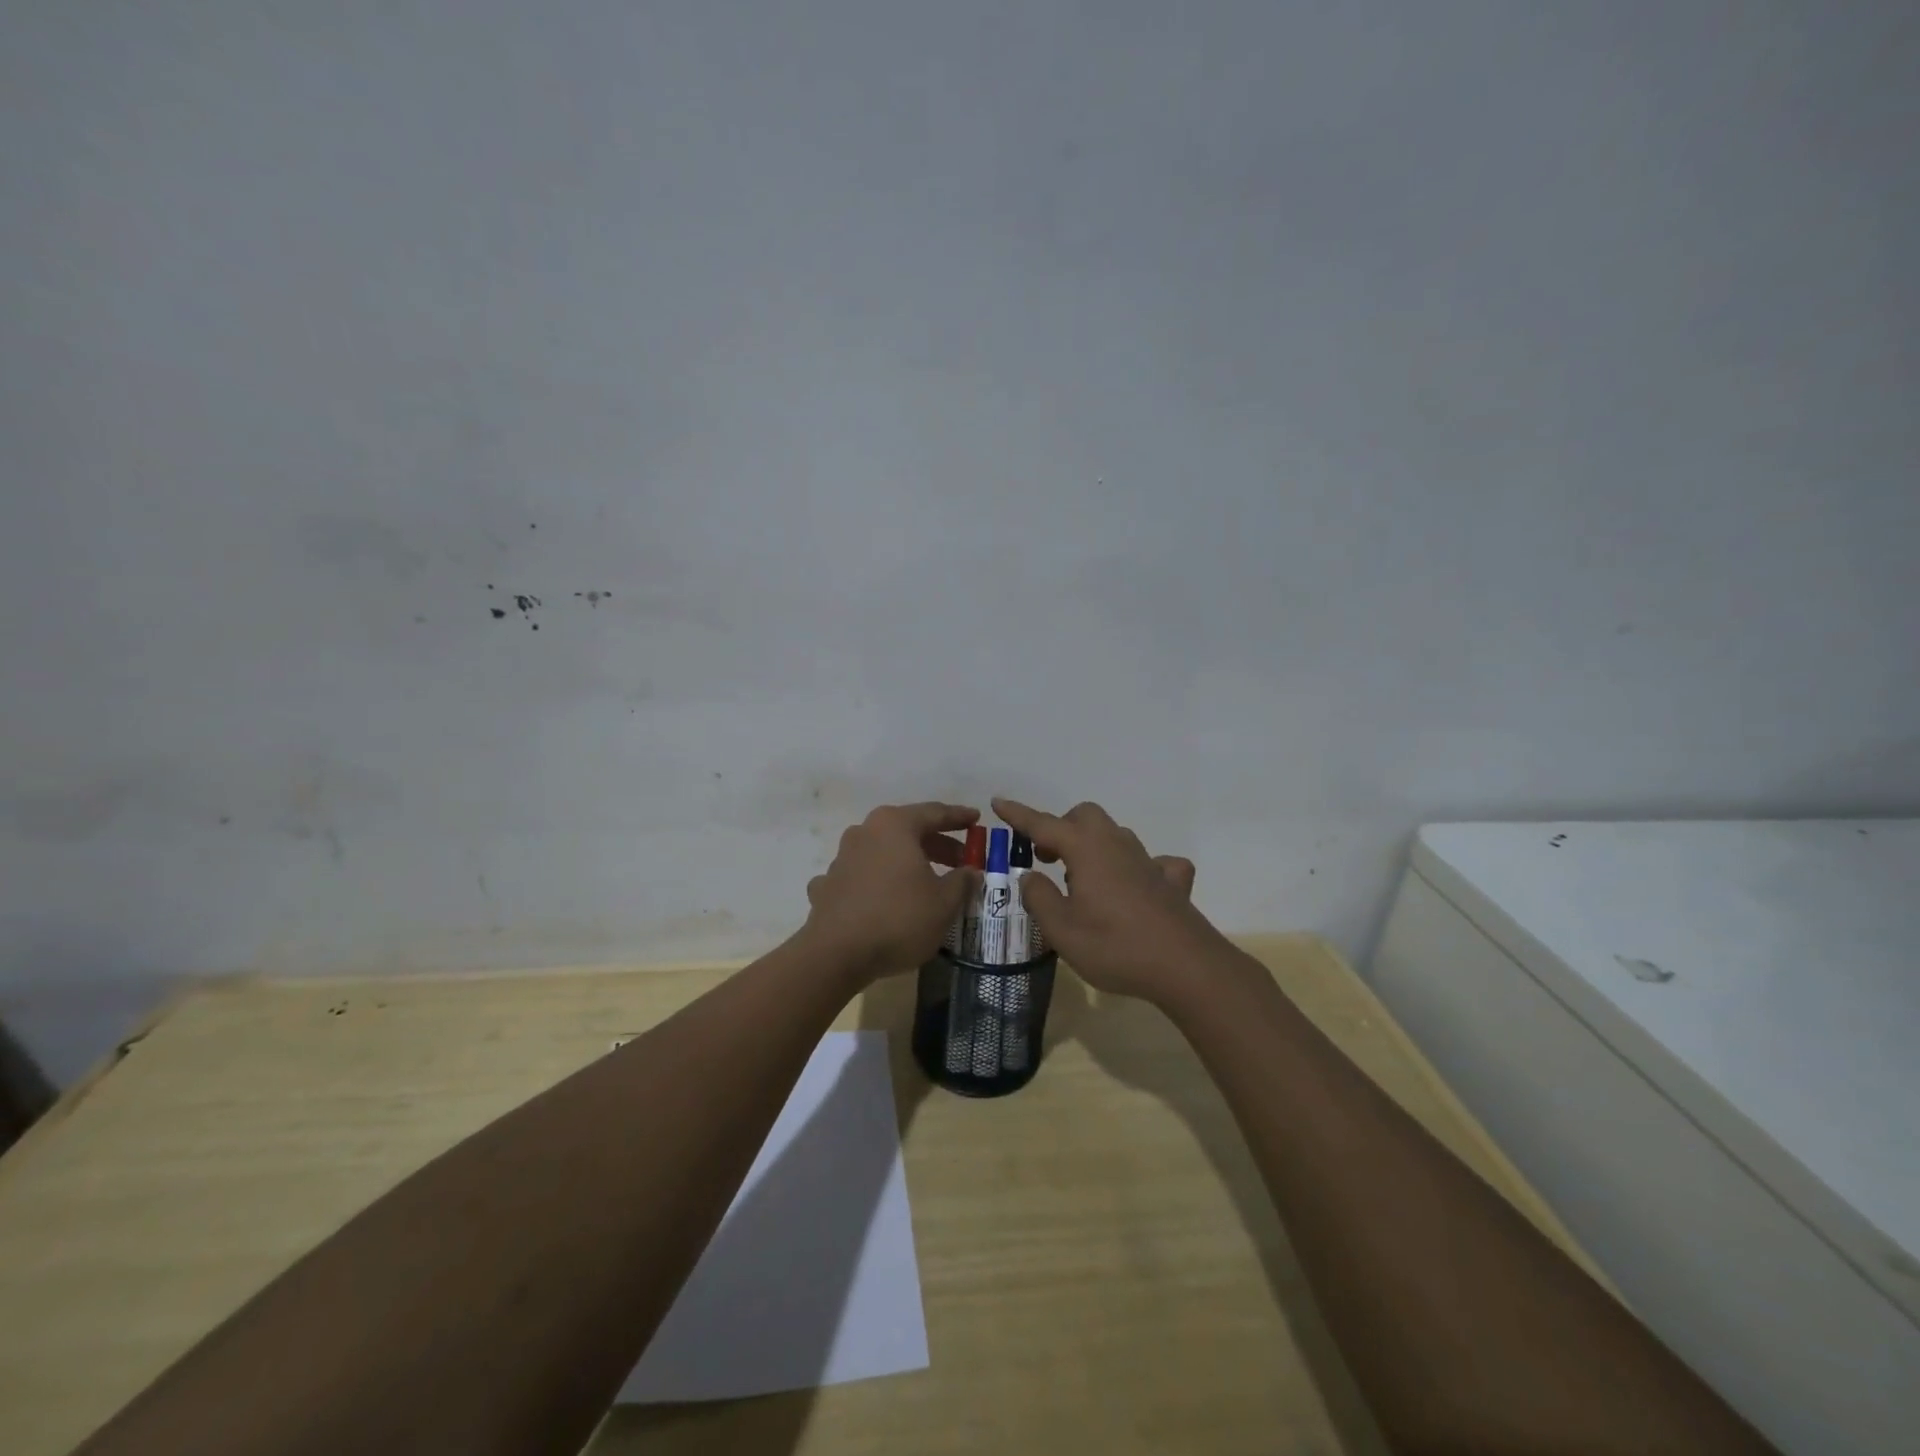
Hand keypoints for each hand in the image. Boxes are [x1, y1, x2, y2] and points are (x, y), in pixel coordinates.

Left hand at [801, 802, 980, 982]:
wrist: (836, 954)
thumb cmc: (899, 918)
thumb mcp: (944, 902)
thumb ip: (962, 881)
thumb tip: (971, 871)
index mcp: (895, 825)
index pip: (935, 813)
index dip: (959, 817)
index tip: (977, 819)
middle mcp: (865, 831)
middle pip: (908, 831)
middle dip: (937, 844)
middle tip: (960, 861)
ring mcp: (842, 857)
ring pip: (882, 852)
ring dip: (906, 862)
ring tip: (927, 882)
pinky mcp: (828, 885)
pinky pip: (860, 876)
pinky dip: (876, 883)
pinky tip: (882, 898)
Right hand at [993, 797, 1229, 1005]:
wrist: (1186, 967)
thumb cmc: (1115, 946)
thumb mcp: (1062, 929)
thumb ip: (1039, 898)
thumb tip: (1030, 876)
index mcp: (1086, 849)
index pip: (1044, 824)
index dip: (1019, 815)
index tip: (998, 802)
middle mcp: (1117, 845)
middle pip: (1085, 817)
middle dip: (1061, 828)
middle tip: (1046, 856)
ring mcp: (1148, 861)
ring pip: (1115, 835)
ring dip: (1093, 845)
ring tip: (1081, 877)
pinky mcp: (1171, 883)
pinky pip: (1154, 863)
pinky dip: (1138, 868)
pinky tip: (1136, 887)